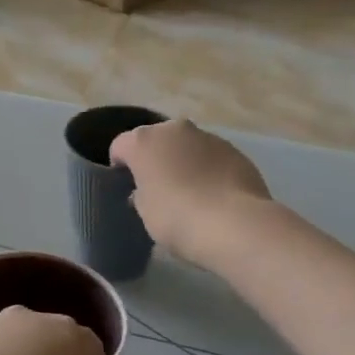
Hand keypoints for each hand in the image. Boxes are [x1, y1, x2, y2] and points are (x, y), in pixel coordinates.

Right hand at [110, 119, 272, 266]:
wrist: (233, 224)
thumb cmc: (175, 217)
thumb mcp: (144, 211)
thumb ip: (141, 194)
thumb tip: (147, 190)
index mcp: (143, 142)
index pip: (120, 146)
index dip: (120, 165)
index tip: (125, 186)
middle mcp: (174, 129)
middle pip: (156, 140)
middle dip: (155, 158)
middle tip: (157, 187)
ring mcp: (208, 137)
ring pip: (187, 146)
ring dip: (184, 161)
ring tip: (190, 192)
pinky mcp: (235, 150)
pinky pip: (212, 157)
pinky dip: (208, 169)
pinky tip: (214, 195)